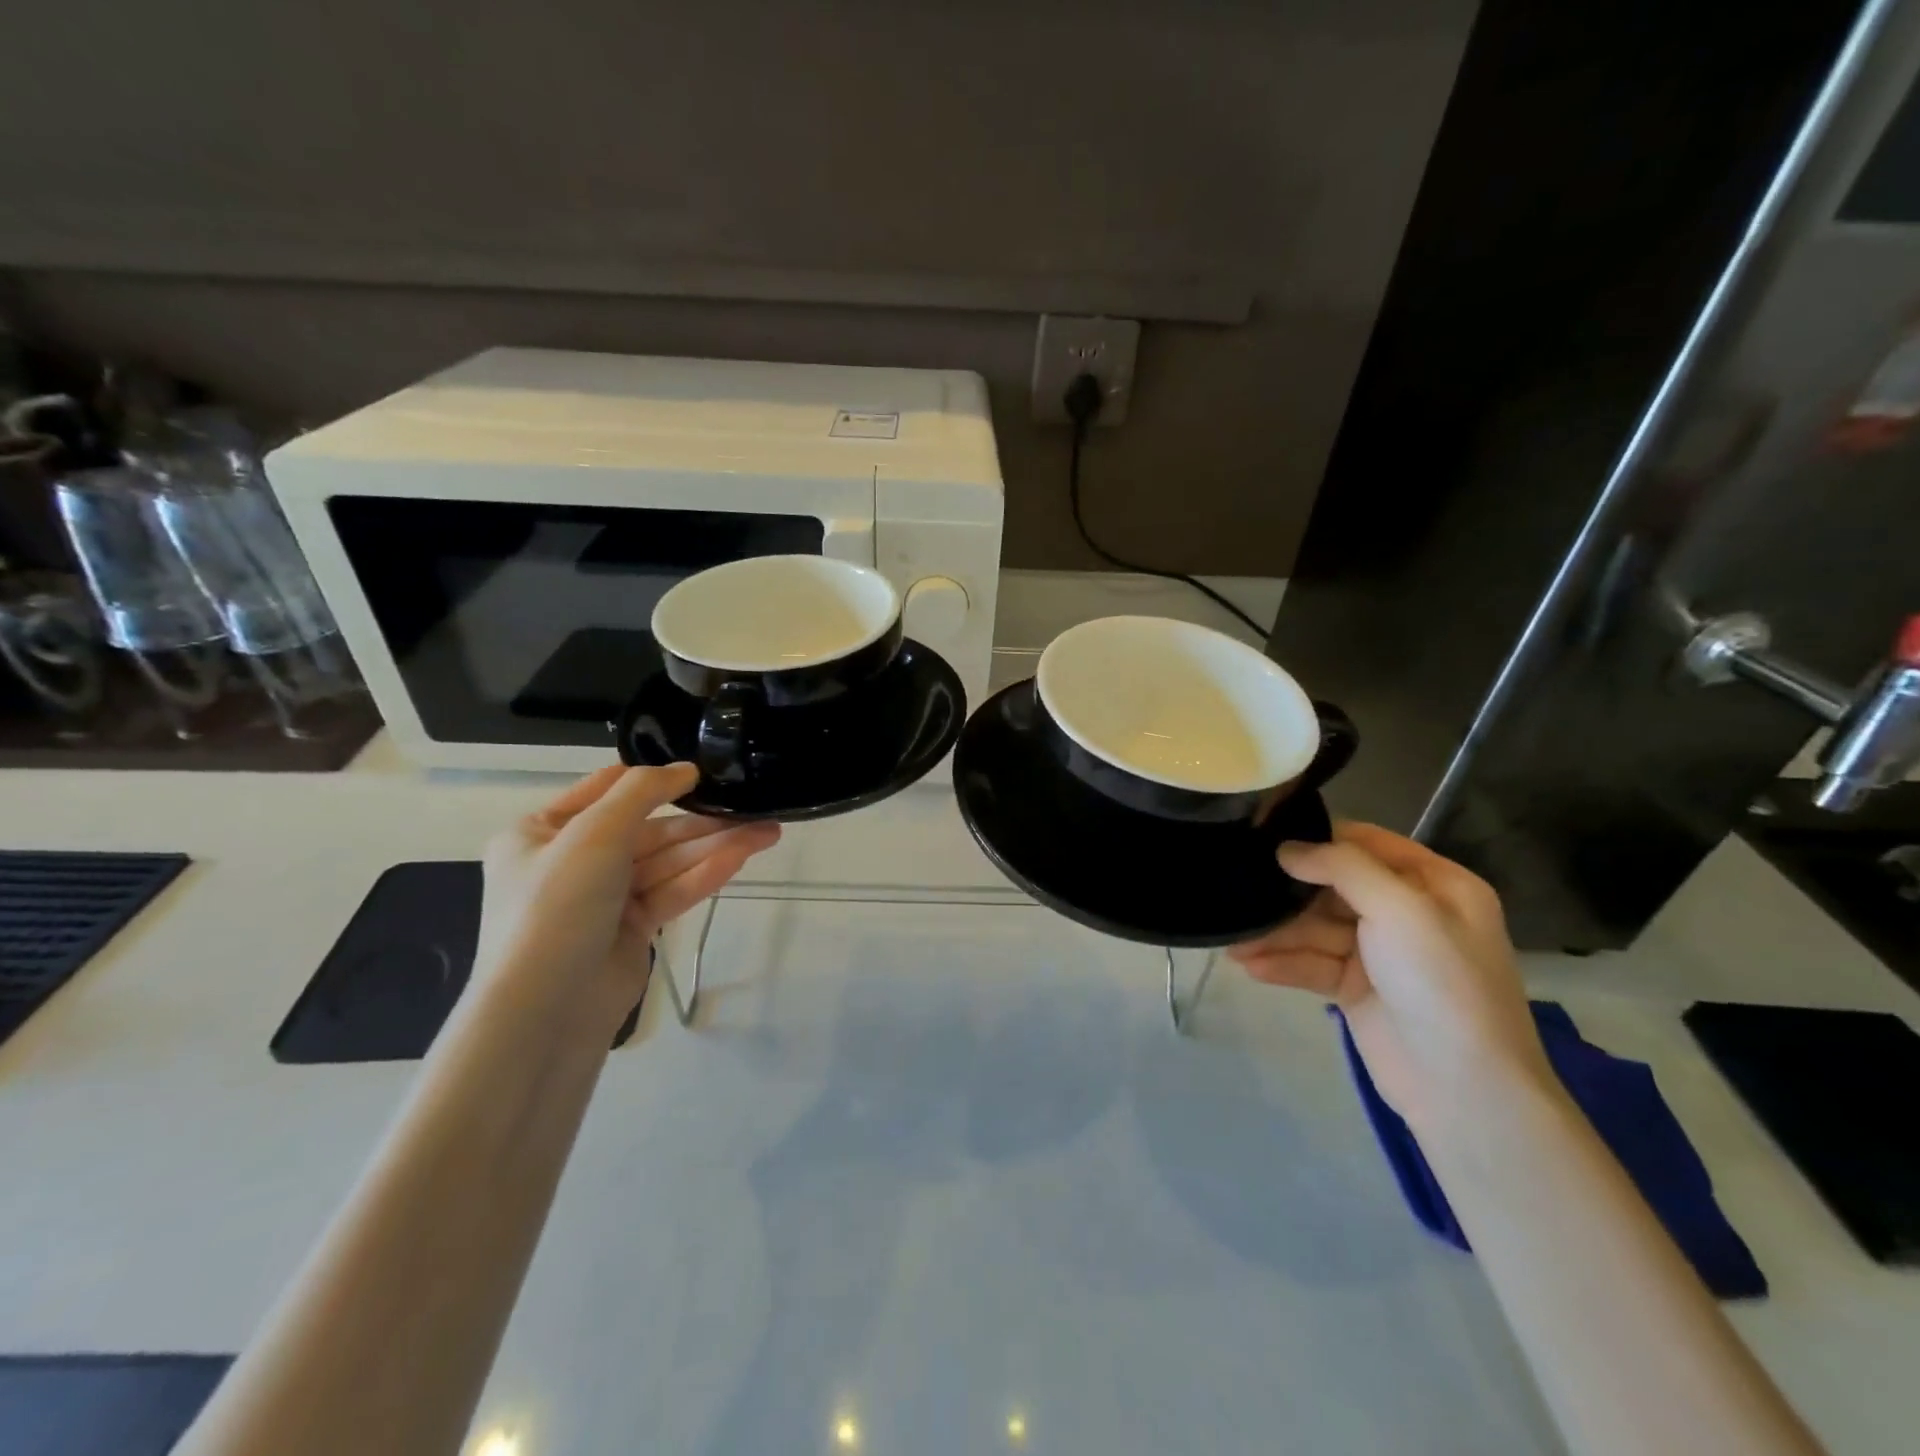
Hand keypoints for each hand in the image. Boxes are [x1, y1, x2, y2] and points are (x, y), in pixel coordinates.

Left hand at [476, 764, 779, 1040]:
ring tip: (767, 833)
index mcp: (542, 831)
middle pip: (648, 829)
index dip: (654, 779)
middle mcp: (572, 860)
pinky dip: (704, 875)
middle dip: (700, 821)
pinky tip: (741, 859)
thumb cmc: (557, 907)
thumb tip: (685, 769)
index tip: (702, 771)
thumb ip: (642, 792)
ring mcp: (604, 897)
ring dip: (714, 847)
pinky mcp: (631, 929)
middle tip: (754, 809)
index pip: (606, 790)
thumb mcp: (593, 834)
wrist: (546, 1013)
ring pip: (666, 862)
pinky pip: (671, 891)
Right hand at [1229, 822, 1553, 1134]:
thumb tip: (1287, 848)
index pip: (1367, 844)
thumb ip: (1342, 867)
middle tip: (1239, 889)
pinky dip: (1283, 964)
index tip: (1265, 835)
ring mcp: (1381, 954)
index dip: (1319, 838)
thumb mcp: (1400, 909)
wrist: (1463, 1089)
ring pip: (1317, 930)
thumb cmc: (1440, 982)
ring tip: (1233, 940)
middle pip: (1333, 888)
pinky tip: (1249, 965)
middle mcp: (1408, 913)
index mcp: (1435, 884)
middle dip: (1288, 893)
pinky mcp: (1357, 990)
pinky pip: (1313, 965)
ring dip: (1277, 935)